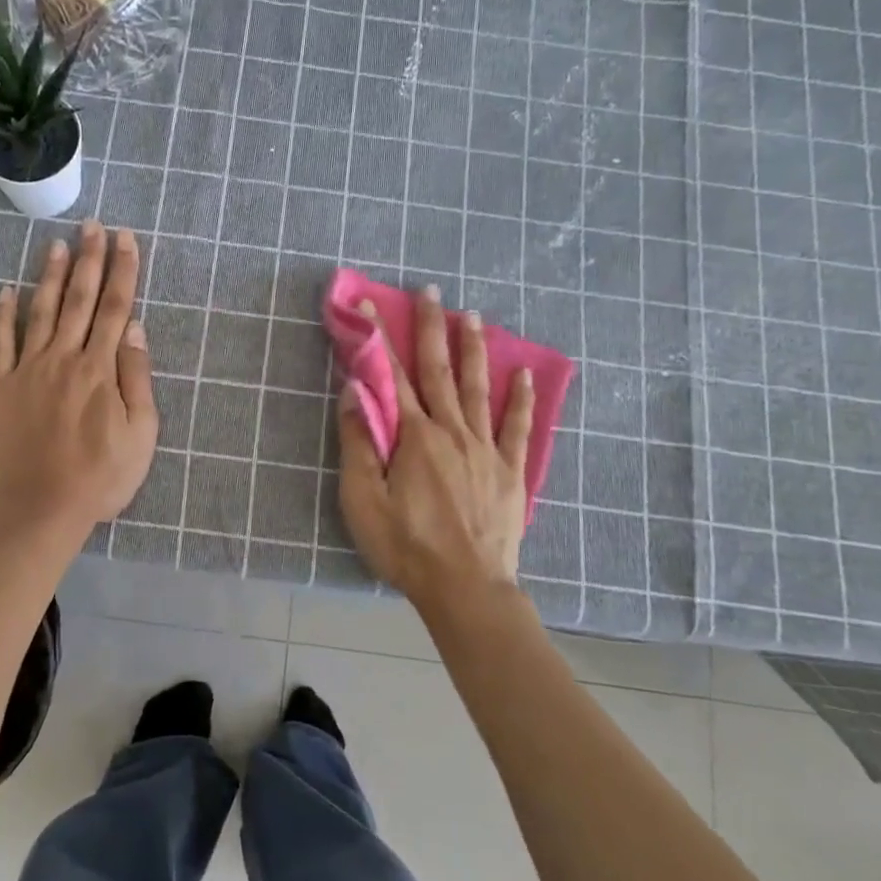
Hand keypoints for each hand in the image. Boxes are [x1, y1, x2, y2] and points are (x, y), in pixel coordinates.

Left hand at [0, 222, 158, 535]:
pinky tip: (6, 290)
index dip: (123, 271)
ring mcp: (28, 370)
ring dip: (51, 276)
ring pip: (41, 312)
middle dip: (89, 260)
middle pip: (80, 300)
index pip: (116, 308)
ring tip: (57, 244)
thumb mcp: (141, 434)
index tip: (126, 239)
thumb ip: (137, 378)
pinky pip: (0, 343)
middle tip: (93, 226)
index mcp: (101, 369)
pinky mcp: (0, 387)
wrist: (41, 508)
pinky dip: (2, 315)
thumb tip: (135, 328)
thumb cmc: (100, 477)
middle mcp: (64, 358)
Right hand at [336, 286, 535, 607]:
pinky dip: (521, 399)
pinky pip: (517, 427)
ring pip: (479, 389)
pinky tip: (525, 375)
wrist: (466, 589)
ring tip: (472, 315)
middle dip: (432, 328)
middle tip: (432, 291)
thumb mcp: (364, 500)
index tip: (370, 305)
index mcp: (415, 437)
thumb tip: (356, 391)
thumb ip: (359, 443)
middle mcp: (452, 432)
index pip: (392, 377)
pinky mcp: (510, 471)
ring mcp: (486, 449)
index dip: (379, 339)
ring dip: (473, 349)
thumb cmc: (406, 547)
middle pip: (440, 371)